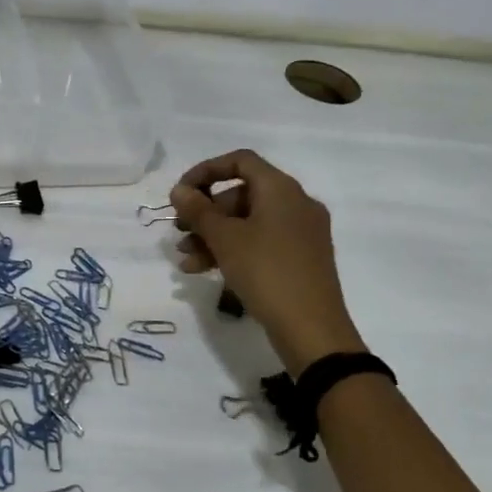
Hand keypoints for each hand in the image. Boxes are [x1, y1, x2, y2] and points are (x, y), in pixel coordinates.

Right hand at [169, 149, 365, 373]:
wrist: (311, 329)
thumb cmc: (266, 272)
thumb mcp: (225, 239)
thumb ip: (198, 210)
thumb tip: (179, 190)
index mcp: (281, 190)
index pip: (240, 161)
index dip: (206, 171)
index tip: (181, 193)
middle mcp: (295, 204)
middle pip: (241, 194)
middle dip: (205, 213)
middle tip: (179, 232)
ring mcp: (300, 233)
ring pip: (247, 223)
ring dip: (212, 236)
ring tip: (185, 260)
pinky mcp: (299, 258)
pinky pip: (260, 243)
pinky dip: (232, 250)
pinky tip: (204, 270)